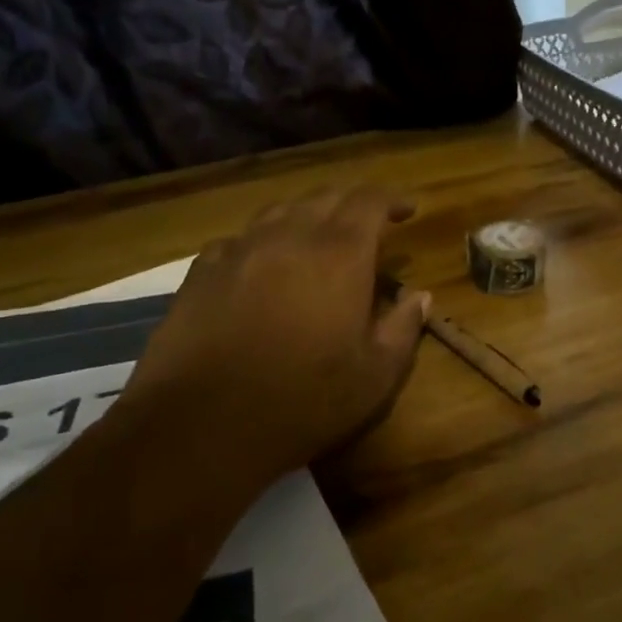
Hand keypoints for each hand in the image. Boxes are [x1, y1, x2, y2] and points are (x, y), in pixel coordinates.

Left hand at [124, 186, 430, 488]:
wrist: (201, 424)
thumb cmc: (303, 401)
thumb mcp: (375, 376)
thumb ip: (403, 329)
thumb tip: (419, 297)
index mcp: (339, 254)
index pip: (370, 202)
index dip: (392, 200)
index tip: (407, 210)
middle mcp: (289, 237)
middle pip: (325, 197)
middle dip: (352, 203)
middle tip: (368, 222)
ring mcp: (240, 250)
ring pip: (279, 212)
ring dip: (306, 217)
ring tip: (316, 238)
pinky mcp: (201, 271)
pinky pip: (239, 240)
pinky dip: (261, 243)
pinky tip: (260, 267)